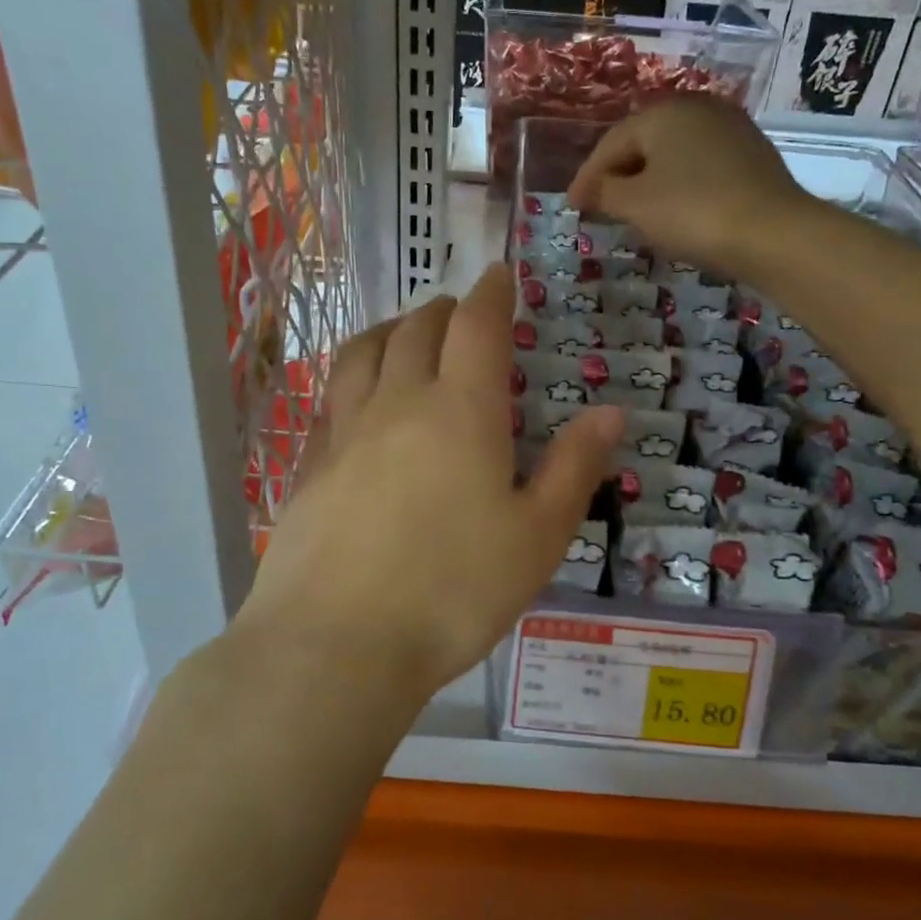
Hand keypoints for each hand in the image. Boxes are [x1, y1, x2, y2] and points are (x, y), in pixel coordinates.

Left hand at [237, 266, 622, 697]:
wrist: (337, 644)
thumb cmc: (454, 592)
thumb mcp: (537, 536)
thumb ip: (574, 468)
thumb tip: (611, 412)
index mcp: (462, 411)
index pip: (478, 326)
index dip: (492, 294)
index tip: (499, 275)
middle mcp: (399, 403)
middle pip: (418, 329)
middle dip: (444, 309)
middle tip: (460, 310)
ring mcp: (345, 431)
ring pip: (364, 352)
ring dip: (391, 329)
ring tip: (405, 331)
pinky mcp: (309, 465)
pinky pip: (331, 397)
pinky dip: (353, 375)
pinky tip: (357, 395)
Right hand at [566, 96, 805, 279]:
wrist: (772, 233)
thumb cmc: (692, 213)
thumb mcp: (635, 205)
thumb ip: (604, 192)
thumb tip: (590, 190)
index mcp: (663, 113)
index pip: (611, 143)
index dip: (587, 176)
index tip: (572, 205)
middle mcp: (697, 109)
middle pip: (644, 143)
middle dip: (618, 175)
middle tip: (600, 205)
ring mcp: (730, 129)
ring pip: (674, 155)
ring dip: (649, 180)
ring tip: (634, 209)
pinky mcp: (752, 155)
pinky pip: (700, 166)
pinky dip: (679, 185)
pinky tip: (675, 208)